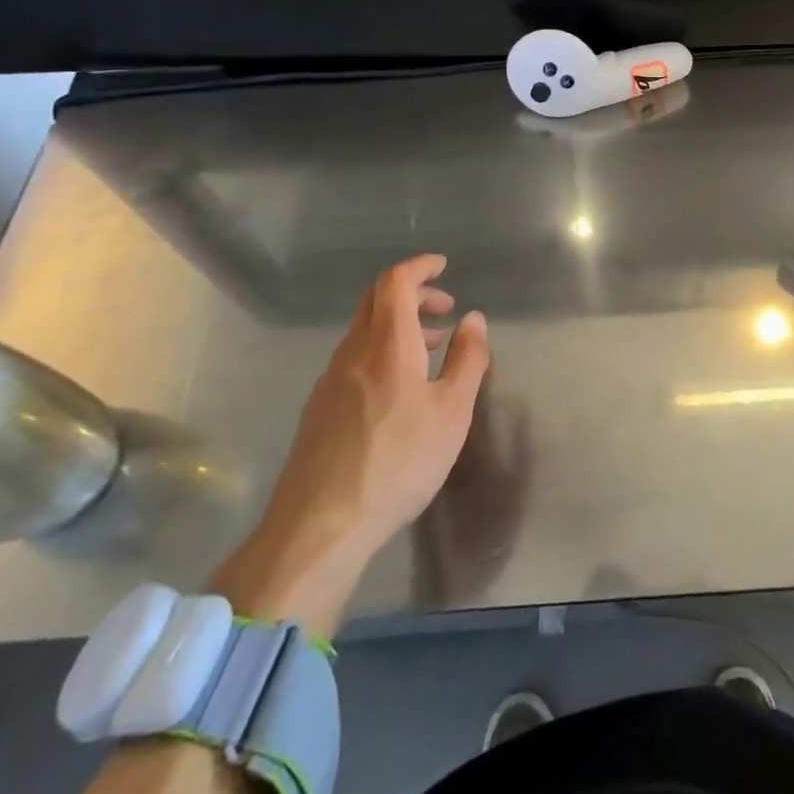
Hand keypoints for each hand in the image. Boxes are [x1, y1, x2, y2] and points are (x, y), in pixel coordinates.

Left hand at [214, 254, 489, 635]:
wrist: (319, 526)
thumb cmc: (397, 461)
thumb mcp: (452, 412)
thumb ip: (467, 359)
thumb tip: (473, 319)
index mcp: (386, 343)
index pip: (395, 281)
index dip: (419, 266)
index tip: (443, 266)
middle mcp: (353, 351)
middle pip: (376, 299)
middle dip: (413, 292)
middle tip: (445, 307)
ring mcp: (330, 380)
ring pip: (365, 330)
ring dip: (400, 324)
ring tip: (432, 348)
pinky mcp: (320, 408)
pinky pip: (355, 357)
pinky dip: (383, 350)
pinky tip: (401, 387)